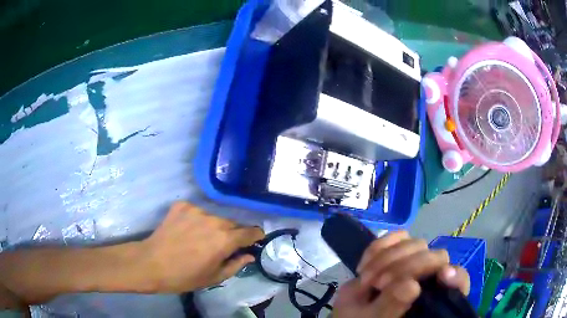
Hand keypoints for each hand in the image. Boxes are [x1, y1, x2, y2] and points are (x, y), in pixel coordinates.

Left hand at [140, 202, 263, 291]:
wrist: (151, 263)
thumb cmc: (184, 276)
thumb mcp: (214, 277)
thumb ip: (236, 264)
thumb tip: (249, 255)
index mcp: (225, 239)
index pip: (250, 231)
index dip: (255, 236)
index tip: (254, 240)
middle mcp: (214, 220)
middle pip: (232, 224)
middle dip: (232, 234)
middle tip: (222, 246)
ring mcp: (196, 210)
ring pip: (214, 217)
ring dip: (213, 227)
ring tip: (200, 238)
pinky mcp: (181, 205)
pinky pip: (196, 211)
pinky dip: (196, 220)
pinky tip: (186, 230)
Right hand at [332, 231, 469, 317]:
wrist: (352, 313)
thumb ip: (393, 305)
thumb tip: (412, 285)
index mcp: (434, 297)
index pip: (459, 280)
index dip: (454, 276)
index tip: (442, 276)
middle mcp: (430, 277)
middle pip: (435, 256)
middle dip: (403, 267)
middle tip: (377, 284)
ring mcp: (415, 262)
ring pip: (416, 243)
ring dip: (386, 259)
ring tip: (367, 280)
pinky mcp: (399, 251)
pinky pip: (396, 236)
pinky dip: (378, 247)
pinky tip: (364, 265)